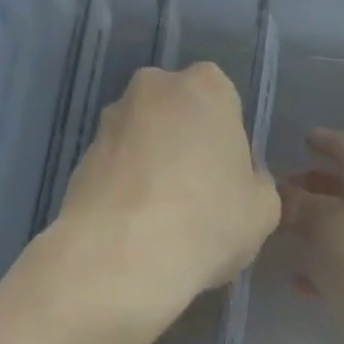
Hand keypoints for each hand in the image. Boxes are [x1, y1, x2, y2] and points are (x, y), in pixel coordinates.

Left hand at [50, 63, 280, 331]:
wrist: (120, 257)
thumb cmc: (207, 220)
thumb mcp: (263, 208)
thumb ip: (255, 180)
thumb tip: (233, 178)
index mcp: (206, 86)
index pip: (224, 101)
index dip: (227, 140)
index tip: (227, 178)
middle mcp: (155, 87)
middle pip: (179, 112)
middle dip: (185, 142)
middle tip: (196, 193)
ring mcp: (111, 118)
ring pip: (144, 136)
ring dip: (152, 162)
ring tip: (160, 216)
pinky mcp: (80, 154)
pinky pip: (116, 165)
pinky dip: (125, 185)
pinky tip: (133, 225)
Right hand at [280, 129, 343, 343]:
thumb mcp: (320, 221)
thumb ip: (294, 203)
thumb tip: (277, 193)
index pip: (341, 145)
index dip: (319, 141)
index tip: (298, 141)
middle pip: (340, 185)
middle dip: (309, 187)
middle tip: (277, 194)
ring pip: (341, 225)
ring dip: (313, 229)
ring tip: (279, 235)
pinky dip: (323, 264)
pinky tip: (298, 280)